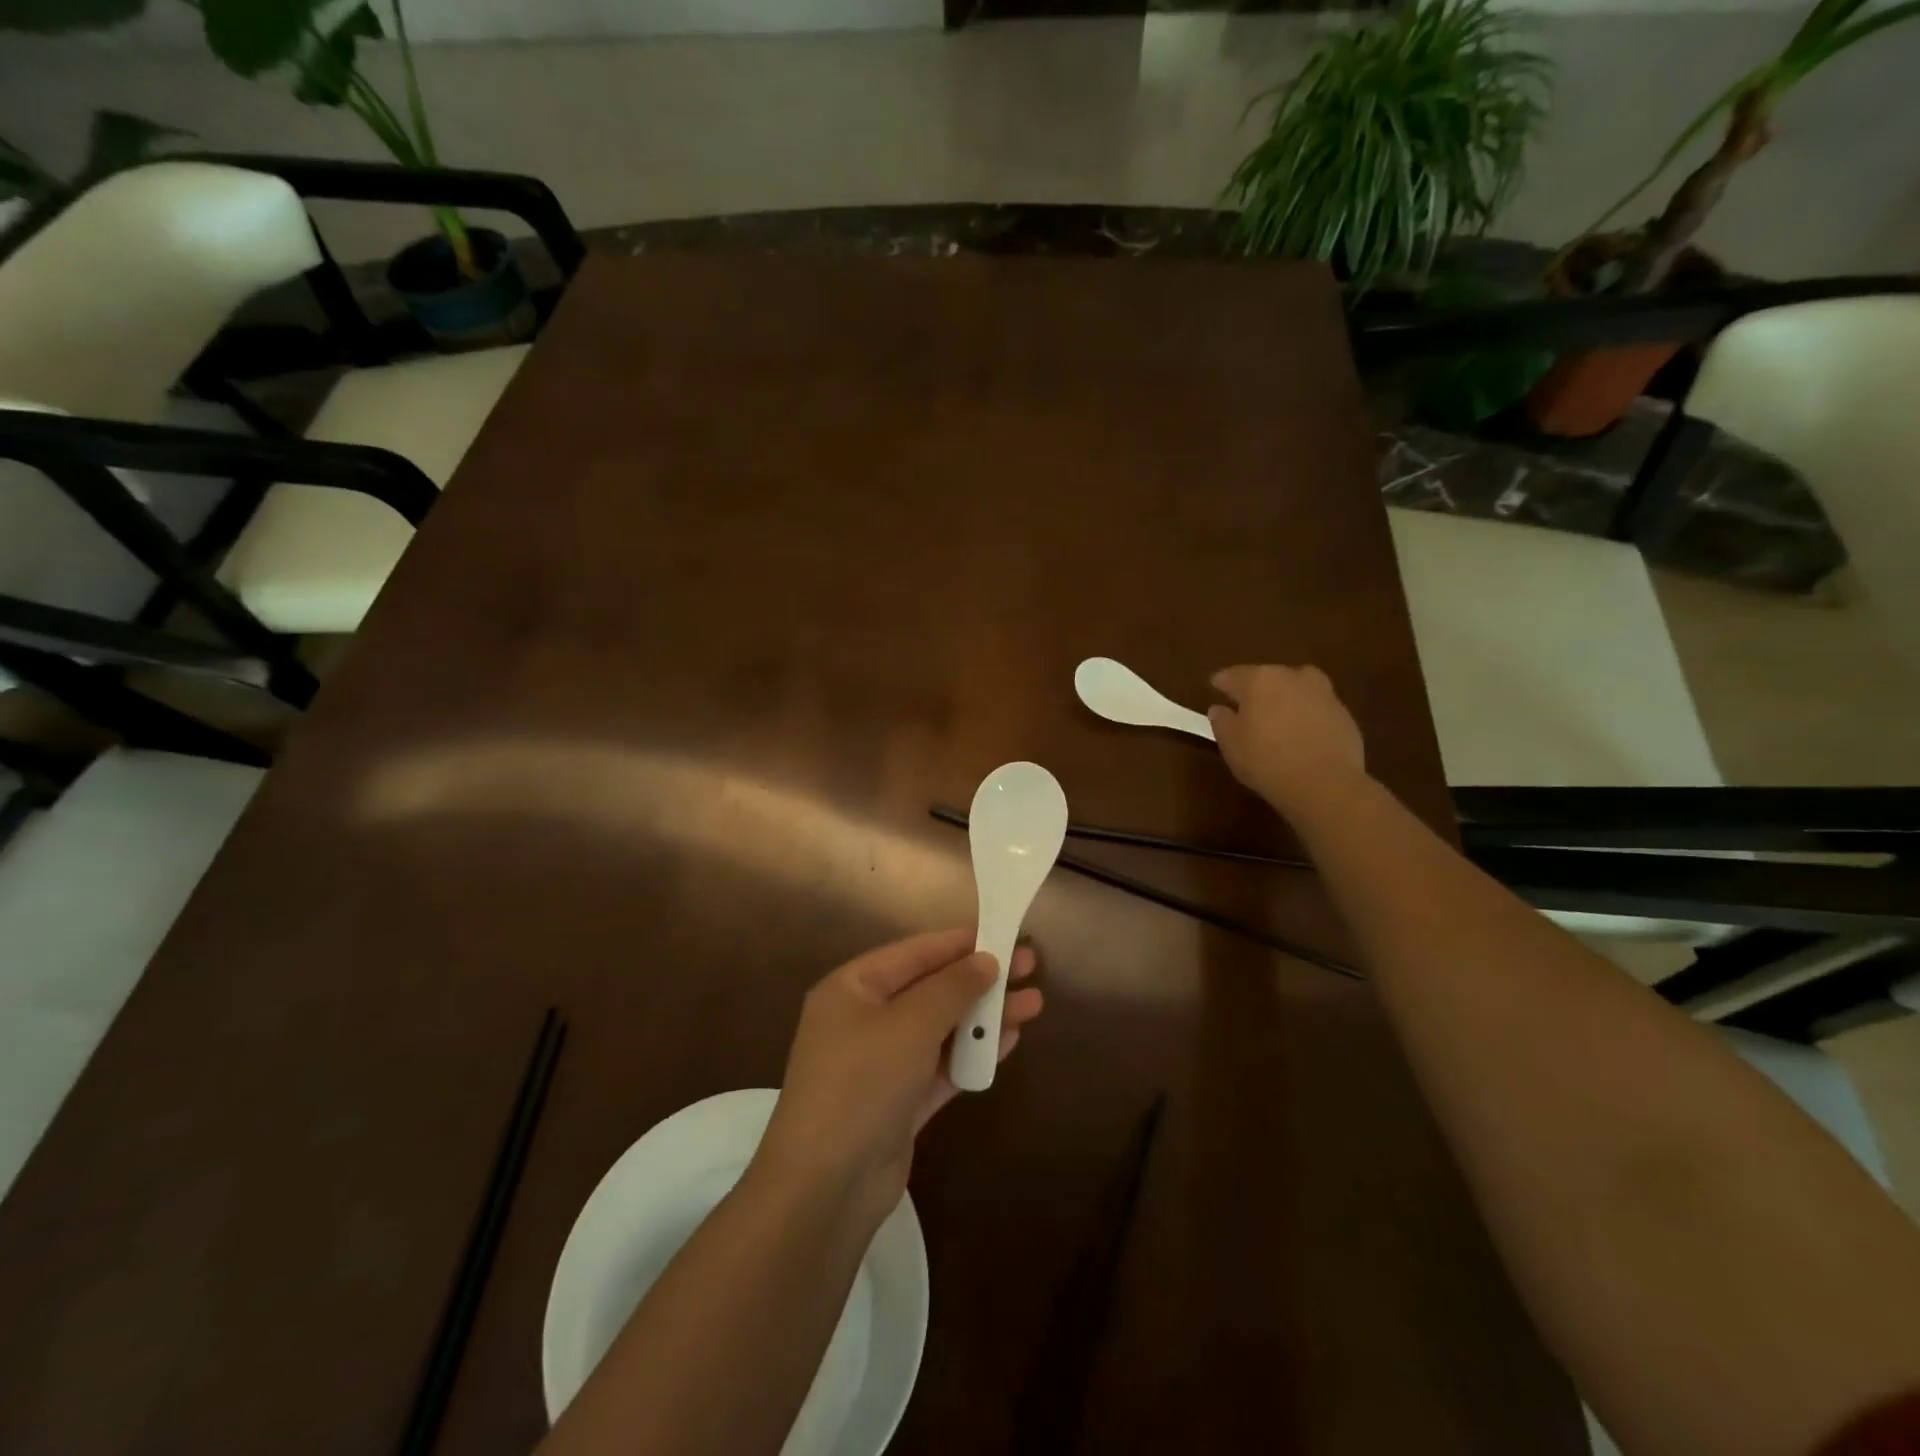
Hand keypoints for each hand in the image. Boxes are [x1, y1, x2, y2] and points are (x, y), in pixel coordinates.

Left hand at [755, 928, 1041, 1221]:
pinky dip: (972, 1054)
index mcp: (852, 988)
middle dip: (979, 979)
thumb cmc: (862, 1082)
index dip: (959, 942)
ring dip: (983, 1017)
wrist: (827, 1186)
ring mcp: (882, 1063)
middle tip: (1028, 965)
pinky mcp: (899, 1102)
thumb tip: (985, 960)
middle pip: (931, 989)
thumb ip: (951, 988)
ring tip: (1033, 1003)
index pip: (914, 953)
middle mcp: (864, 1019)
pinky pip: (942, 1066)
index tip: (1002, 932)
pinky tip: (1009, 1040)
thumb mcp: (910, 1024)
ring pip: (941, 1028)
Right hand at [1208, 663, 1367, 815]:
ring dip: (1285, 699)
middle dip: (1255, 690)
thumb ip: (1221, 721)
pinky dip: (1306, 716)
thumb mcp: (1230, 744)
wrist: (1325, 784)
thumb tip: (1220, 709)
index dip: (1220, 683)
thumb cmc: (1266, 760)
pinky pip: (1316, 708)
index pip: (1232, 675)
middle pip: (1267, 677)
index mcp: (1259, 679)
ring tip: (1277, 718)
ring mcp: (1323, 693)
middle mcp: (1292, 677)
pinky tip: (1301, 736)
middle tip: (1246, 708)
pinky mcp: (1344, 714)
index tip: (1214, 689)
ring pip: (1296, 689)